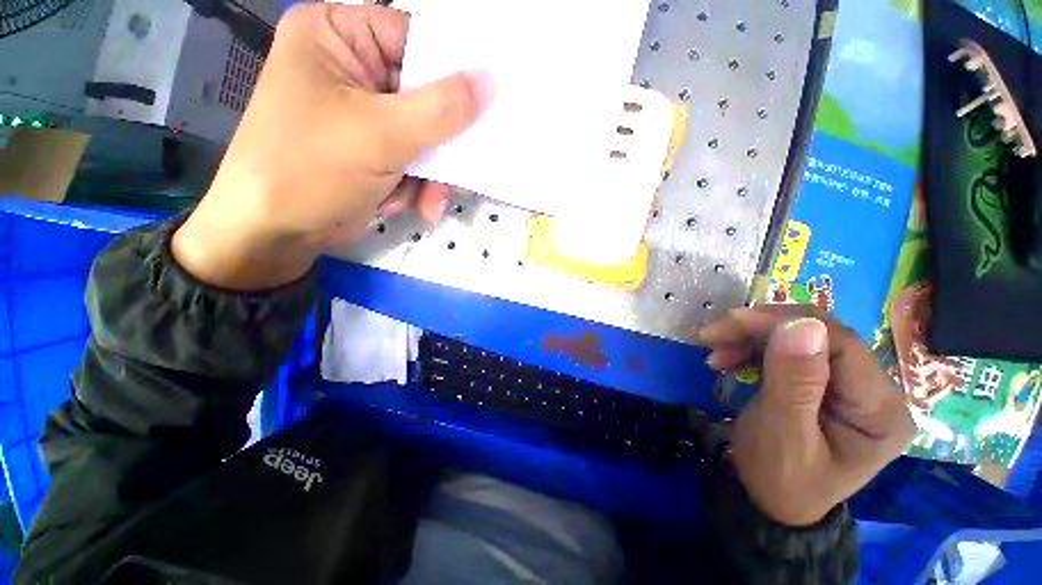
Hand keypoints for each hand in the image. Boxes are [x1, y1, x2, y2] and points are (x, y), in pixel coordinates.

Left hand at [173, 5, 493, 289]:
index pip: (415, 40)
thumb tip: (491, 81)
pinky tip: (413, 205)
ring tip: (428, 200)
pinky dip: (419, 185)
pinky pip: (415, 159)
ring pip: (425, 135)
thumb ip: (442, 108)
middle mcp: (351, 69)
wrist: (277, 233)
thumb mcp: (382, 134)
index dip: (454, 73)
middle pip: (425, 94)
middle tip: (459, 167)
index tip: (487, 105)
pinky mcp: (373, 150)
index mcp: (337, 35)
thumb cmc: (312, 169)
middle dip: (442, 141)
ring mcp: (364, 114)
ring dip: (432, 173)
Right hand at [698, 306, 915, 526]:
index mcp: (881, 411)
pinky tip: (728, 359)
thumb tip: (802, 324)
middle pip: (821, 336)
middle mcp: (877, 391)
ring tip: (714, 352)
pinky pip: (789, 349)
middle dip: (761, 329)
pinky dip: (753, 348)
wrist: (769, 499)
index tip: (731, 321)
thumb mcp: (782, 434)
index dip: (786, 324)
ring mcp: (852, 385)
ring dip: (751, 338)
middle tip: (713, 335)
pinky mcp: (825, 382)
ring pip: (801, 336)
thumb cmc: (778, 477)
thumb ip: (794, 382)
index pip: (841, 345)